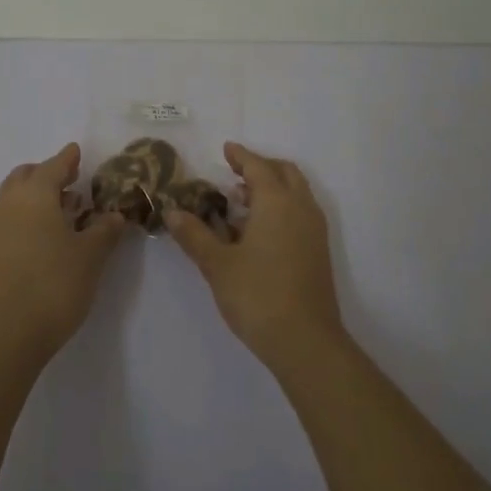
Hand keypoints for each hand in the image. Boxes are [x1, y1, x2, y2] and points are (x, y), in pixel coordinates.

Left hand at [0, 143, 126, 363]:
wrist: (7, 334)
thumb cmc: (54, 285)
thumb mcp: (91, 256)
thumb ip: (105, 230)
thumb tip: (115, 215)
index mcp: (34, 194)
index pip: (54, 166)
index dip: (68, 158)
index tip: (77, 151)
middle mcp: (9, 202)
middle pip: (27, 175)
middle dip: (48, 173)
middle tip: (71, 181)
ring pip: (13, 195)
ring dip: (35, 194)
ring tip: (61, 209)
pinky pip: (7, 216)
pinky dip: (24, 213)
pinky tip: (44, 233)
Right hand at [166, 142, 345, 372]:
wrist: (306, 341)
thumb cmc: (258, 295)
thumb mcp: (217, 264)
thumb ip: (195, 235)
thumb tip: (172, 213)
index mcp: (276, 201)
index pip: (258, 166)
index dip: (241, 156)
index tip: (226, 149)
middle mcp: (300, 207)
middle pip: (284, 172)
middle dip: (261, 166)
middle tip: (235, 173)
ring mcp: (314, 229)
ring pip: (296, 192)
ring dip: (273, 187)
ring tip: (243, 200)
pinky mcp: (318, 250)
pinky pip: (300, 211)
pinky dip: (282, 206)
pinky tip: (259, 229)